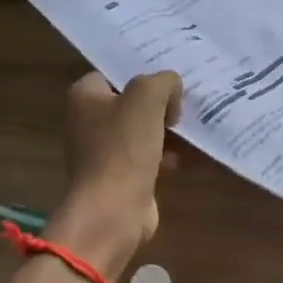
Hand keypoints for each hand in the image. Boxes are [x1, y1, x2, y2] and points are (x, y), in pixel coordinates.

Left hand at [56, 70, 183, 278]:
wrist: (113, 210)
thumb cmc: (123, 147)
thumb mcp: (147, 97)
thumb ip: (163, 81)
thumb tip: (172, 91)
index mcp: (85, 97)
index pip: (116, 73)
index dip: (143, 73)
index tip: (171, 79)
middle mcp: (88, 121)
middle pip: (132, 102)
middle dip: (161, 103)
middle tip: (188, 100)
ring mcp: (103, 151)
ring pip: (144, 129)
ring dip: (169, 129)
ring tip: (197, 124)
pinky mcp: (121, 176)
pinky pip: (150, 156)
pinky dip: (170, 154)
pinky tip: (194, 152)